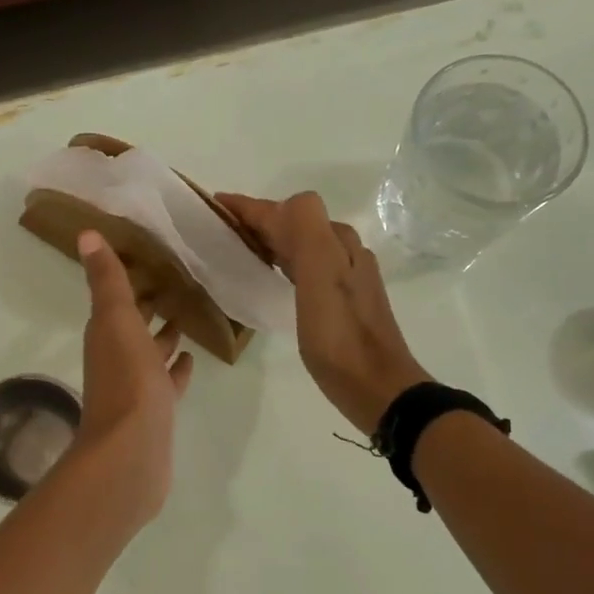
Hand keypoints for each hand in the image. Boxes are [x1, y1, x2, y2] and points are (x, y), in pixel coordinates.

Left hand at [70, 230, 194, 523]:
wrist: (131, 452)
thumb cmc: (127, 380)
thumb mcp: (117, 321)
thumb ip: (106, 280)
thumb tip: (85, 234)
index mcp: (106, 334)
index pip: (115, 298)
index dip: (129, 278)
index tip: (152, 256)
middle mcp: (116, 357)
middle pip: (133, 324)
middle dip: (150, 305)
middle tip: (178, 281)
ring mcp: (136, 387)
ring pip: (151, 352)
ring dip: (164, 336)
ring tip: (189, 315)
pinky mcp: (155, 411)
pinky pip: (167, 381)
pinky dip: (176, 368)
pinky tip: (192, 358)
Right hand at [217, 192, 431, 434]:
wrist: (378, 388)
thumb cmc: (341, 337)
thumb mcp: (321, 277)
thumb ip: (304, 231)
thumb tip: (279, 208)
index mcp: (335, 243)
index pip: (289, 210)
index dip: (251, 207)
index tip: (216, 206)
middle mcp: (344, 253)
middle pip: (296, 223)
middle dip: (259, 220)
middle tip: (222, 230)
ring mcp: (347, 278)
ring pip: (302, 245)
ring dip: (271, 240)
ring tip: (240, 250)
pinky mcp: (344, 302)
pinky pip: (307, 267)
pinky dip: (284, 262)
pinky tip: (274, 278)